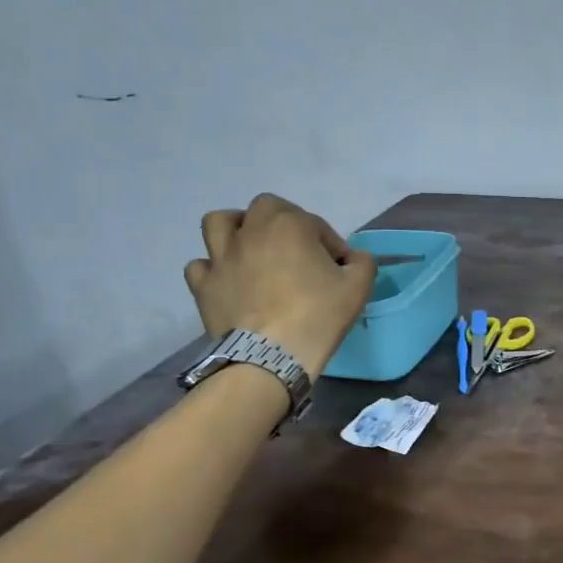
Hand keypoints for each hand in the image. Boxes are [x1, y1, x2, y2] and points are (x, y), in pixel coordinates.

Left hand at [183, 194, 375, 377]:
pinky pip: (200, 265)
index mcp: (290, 225)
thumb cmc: (318, 316)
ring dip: (235, 228)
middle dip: (282, 221)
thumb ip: (362, 262)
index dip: (331, 244)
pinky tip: (228, 280)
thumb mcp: (358, 287)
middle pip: (265, 207)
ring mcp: (221, 257)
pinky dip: (213, 268)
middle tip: (296, 248)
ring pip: (218, 222)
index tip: (339, 268)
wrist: (272, 355)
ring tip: (250, 248)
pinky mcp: (204, 285)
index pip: (316, 224)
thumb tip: (354, 258)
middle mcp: (251, 231)